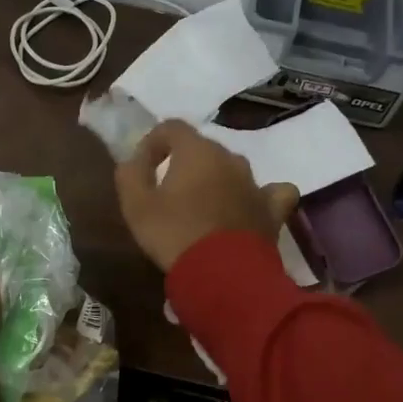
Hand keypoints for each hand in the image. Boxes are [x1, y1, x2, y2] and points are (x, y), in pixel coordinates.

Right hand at [114, 119, 301, 271]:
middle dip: (184, 163)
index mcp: (196, 151)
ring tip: (201, 206)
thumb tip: (134, 159)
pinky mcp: (272, 210)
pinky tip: (250, 208)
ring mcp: (254, 183)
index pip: (171, 127)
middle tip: (168, 191)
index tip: (142, 166)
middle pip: (203, 149)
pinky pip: (270, 193)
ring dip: (215, 181)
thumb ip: (130, 175)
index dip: (153, 142)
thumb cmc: (174, 235)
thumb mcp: (136, 206)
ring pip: (232, 170)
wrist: (224, 273)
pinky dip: (259, 197)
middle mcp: (229, 158)